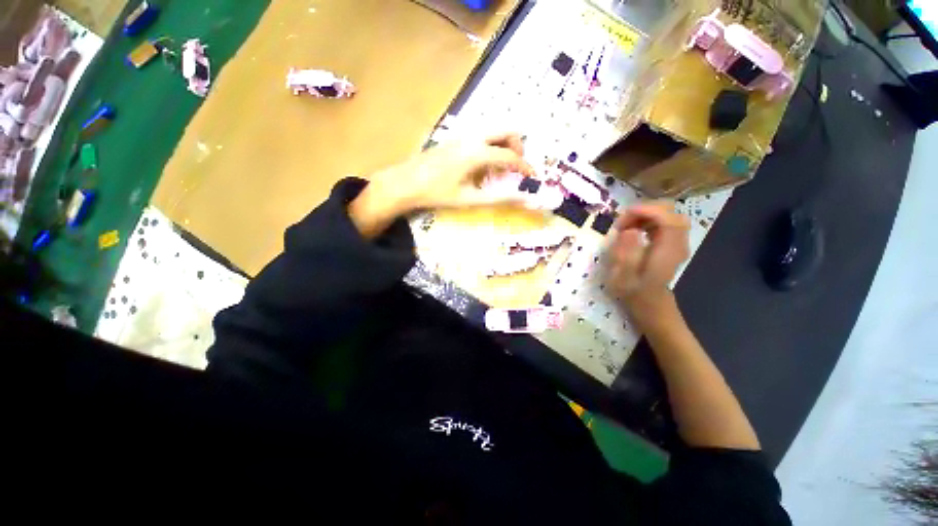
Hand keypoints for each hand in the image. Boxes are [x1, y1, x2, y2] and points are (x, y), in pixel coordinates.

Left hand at [375, 132, 534, 210]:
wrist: (406, 182)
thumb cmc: (437, 193)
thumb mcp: (469, 199)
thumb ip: (498, 198)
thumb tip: (523, 199)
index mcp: (477, 153)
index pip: (510, 156)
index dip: (525, 167)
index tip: (533, 176)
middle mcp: (473, 137)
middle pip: (506, 130)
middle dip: (517, 147)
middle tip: (517, 167)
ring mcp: (463, 134)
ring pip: (494, 131)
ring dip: (503, 147)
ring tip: (498, 171)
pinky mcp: (456, 137)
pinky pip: (482, 135)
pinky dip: (491, 146)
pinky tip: (482, 167)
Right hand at [605, 201, 689, 329]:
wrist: (649, 302)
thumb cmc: (633, 290)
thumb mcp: (623, 276)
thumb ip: (626, 254)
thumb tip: (629, 231)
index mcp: (668, 250)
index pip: (667, 218)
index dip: (646, 210)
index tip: (623, 216)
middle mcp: (678, 242)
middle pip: (670, 211)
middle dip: (643, 211)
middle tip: (622, 223)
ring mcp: (677, 240)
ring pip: (666, 214)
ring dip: (643, 215)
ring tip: (624, 226)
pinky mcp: (671, 240)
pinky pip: (663, 221)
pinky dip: (647, 219)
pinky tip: (633, 229)